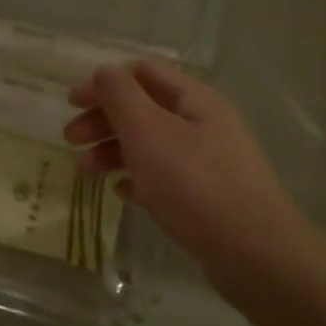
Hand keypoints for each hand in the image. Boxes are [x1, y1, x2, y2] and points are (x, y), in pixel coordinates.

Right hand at [65, 61, 308, 283]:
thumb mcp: (149, 132)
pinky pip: (164, 176)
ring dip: (113, 150)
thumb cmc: (194, 184)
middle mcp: (203, 123)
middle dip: (103, 119)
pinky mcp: (207, 195)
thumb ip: (121, 96)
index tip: (71, 103)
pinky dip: (137, 178)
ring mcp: (208, 160)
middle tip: (70, 140)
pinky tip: (122, 194)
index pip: (142, 72)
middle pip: (143, 108)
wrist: (255, 253)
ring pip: (150, 143)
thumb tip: (103, 72)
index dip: (104, 82)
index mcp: (193, 98)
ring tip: (85, 173)